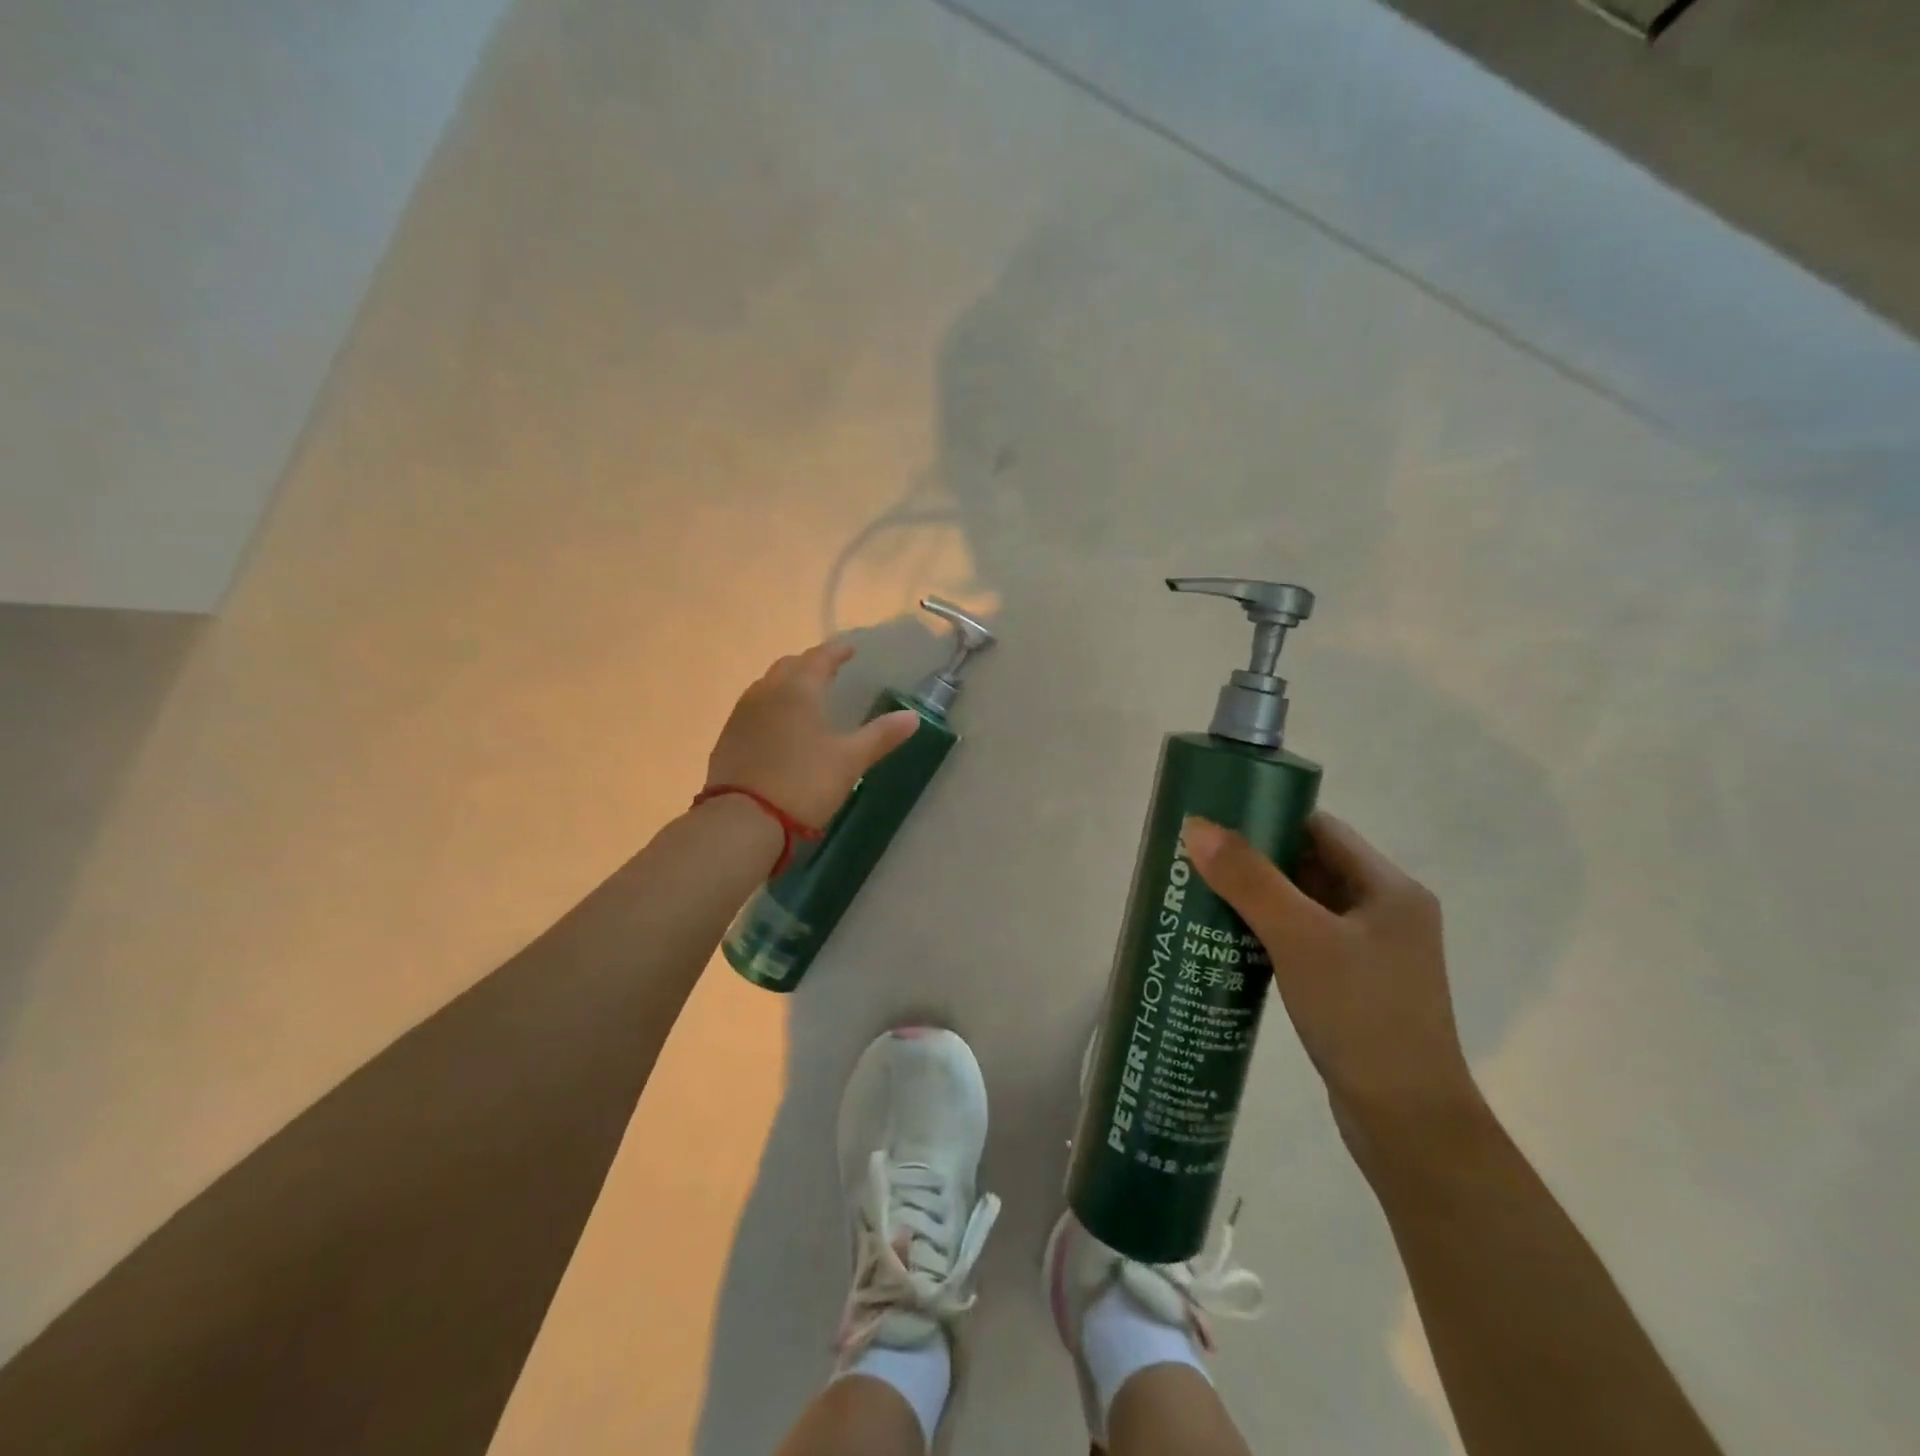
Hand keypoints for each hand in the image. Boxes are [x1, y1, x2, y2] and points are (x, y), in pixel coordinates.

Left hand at [706, 641, 921, 829]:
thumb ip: (881, 735)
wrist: (742, 821)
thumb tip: (913, 716)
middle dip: (810, 664)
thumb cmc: (803, 783)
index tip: (850, 649)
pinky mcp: (728, 739)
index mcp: (798, 690)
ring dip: (788, 684)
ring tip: (805, 696)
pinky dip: (772, 706)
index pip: (819, 658)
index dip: (836, 652)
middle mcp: (767, 693)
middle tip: (828, 671)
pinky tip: (780, 726)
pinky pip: (754, 709)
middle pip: (789, 666)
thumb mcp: (849, 761)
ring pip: (768, 686)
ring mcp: (742, 715)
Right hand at [1182, 811, 1482, 1153]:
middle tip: (1198, 859)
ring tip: (1203, 896)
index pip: (1320, 829)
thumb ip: (1249, 879)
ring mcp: (1373, 954)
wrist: (1409, 1124)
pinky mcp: (1355, 987)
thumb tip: (1197, 826)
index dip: (1268, 818)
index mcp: (1389, 889)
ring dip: (1259, 899)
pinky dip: (1270, 934)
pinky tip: (1231, 942)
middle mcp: (1387, 913)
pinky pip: (1305, 941)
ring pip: (1305, 906)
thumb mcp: (1300, 938)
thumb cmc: (1360, 1015)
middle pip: (1311, 866)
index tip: (1216, 822)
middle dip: (1255, 860)